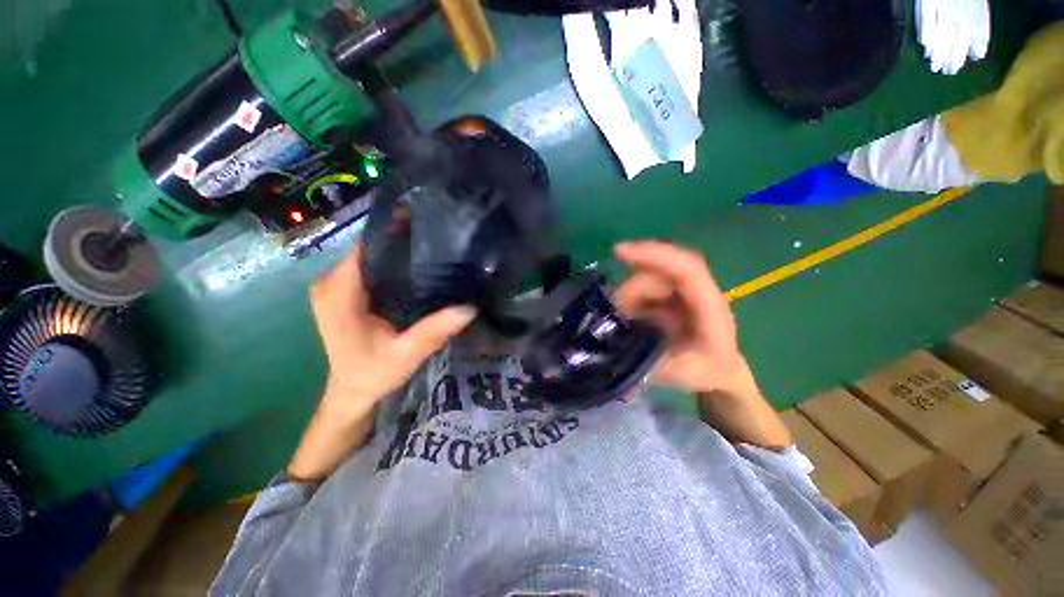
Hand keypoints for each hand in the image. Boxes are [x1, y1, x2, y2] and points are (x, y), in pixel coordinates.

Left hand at [309, 244, 476, 414]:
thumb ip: (433, 331)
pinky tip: (415, 267)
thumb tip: (470, 307)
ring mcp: (334, 287)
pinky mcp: (342, 293)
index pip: (365, 246)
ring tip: (430, 247)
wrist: (352, 392)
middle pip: (367, 247)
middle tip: (436, 236)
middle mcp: (329, 283)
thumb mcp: (406, 353)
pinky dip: (390, 264)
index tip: (424, 221)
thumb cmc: (373, 373)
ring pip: (368, 256)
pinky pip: (367, 267)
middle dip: (399, 239)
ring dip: (396, 250)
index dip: (392, 230)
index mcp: (338, 292)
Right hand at [614, 241, 789, 449]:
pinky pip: (645, 288)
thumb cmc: (708, 370)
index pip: (687, 270)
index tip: (618, 252)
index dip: (655, 256)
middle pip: (659, 274)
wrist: (721, 368)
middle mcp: (697, 291)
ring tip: (620, 321)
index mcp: (711, 308)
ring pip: (648, 279)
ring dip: (628, 297)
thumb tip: (615, 367)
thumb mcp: (681, 374)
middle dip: (630, 291)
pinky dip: (630, 299)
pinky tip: (626, 316)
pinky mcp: (671, 294)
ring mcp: (683, 291)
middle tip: (615, 316)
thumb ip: (650, 367)